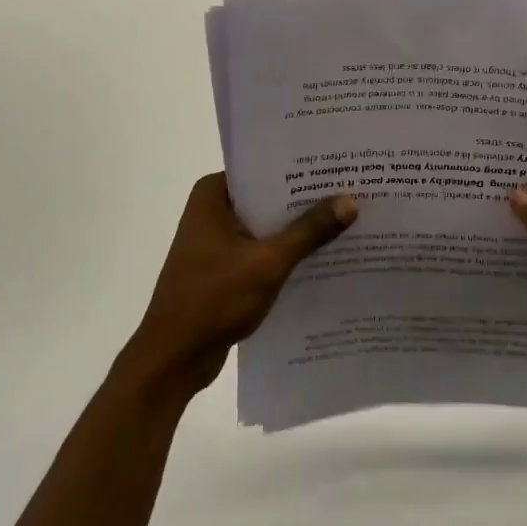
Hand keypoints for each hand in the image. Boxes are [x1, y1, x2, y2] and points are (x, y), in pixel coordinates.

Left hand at [120, 174, 356, 400]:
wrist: (173, 359)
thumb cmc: (213, 299)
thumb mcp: (268, 262)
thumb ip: (310, 231)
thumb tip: (350, 201)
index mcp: (213, 194)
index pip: (265, 168)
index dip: (303, 169)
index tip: (340, 166)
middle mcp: (213, 209)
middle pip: (269, 197)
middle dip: (306, 200)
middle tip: (353, 191)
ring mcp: (217, 240)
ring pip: (267, 225)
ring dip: (299, 229)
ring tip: (347, 220)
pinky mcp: (224, 267)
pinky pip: (262, 249)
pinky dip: (286, 253)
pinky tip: (323, 256)